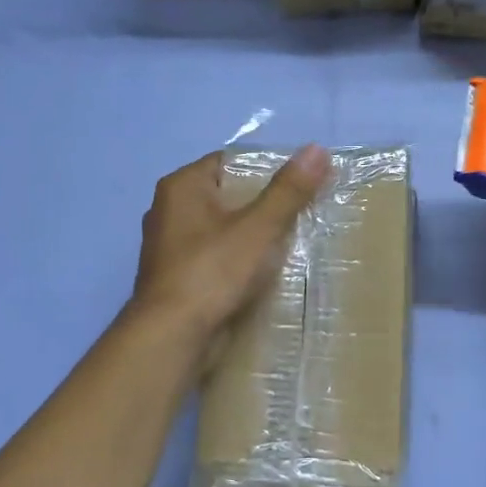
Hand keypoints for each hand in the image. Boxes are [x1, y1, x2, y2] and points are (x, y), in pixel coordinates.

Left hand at [130, 145, 330, 335]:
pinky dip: (237, 263)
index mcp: (181, 187)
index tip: (300, 184)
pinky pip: (215, 259)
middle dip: (263, 206)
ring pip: (222, 230)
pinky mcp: (177, 279)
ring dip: (252, 237)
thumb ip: (288, 190)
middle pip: (227, 196)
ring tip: (291, 243)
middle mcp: (168, 211)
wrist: (172, 338)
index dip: (266, 169)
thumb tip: (317, 148)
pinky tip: (264, 273)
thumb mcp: (258, 228)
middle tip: (302, 213)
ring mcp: (169, 248)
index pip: (230, 162)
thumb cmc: (212, 271)